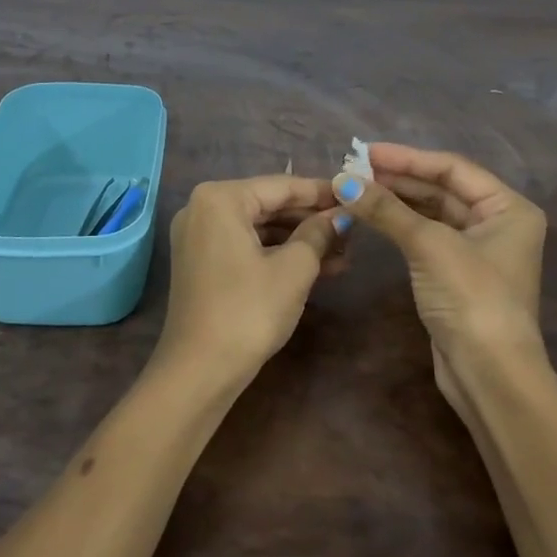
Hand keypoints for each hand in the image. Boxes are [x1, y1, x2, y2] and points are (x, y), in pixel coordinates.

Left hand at [160, 175, 347, 382]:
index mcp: (220, 198)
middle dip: (312, 220)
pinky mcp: (202, 262)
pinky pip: (247, 246)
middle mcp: (203, 208)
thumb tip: (341, 216)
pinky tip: (318, 268)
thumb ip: (319, 233)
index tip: (357, 196)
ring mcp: (199, 236)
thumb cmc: (249, 311)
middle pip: (270, 205)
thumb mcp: (294, 269)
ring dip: (300, 241)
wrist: (199, 371)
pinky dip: (278, 254)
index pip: (282, 186)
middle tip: (354, 230)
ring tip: (344, 254)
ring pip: (260, 228)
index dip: (323, 192)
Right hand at [332, 143, 547, 411]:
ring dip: (397, 202)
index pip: (452, 169)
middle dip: (399, 179)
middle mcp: (498, 223)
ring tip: (357, 189)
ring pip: (432, 213)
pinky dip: (401, 225)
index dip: (408, 158)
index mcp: (508, 207)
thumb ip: (386, 210)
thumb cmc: (471, 297)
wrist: (489, 374)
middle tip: (355, 171)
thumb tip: (343, 181)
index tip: (366, 152)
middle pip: (442, 189)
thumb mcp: (429, 245)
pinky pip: (426, 237)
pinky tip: (374, 217)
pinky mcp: (457, 275)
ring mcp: (478, 250)